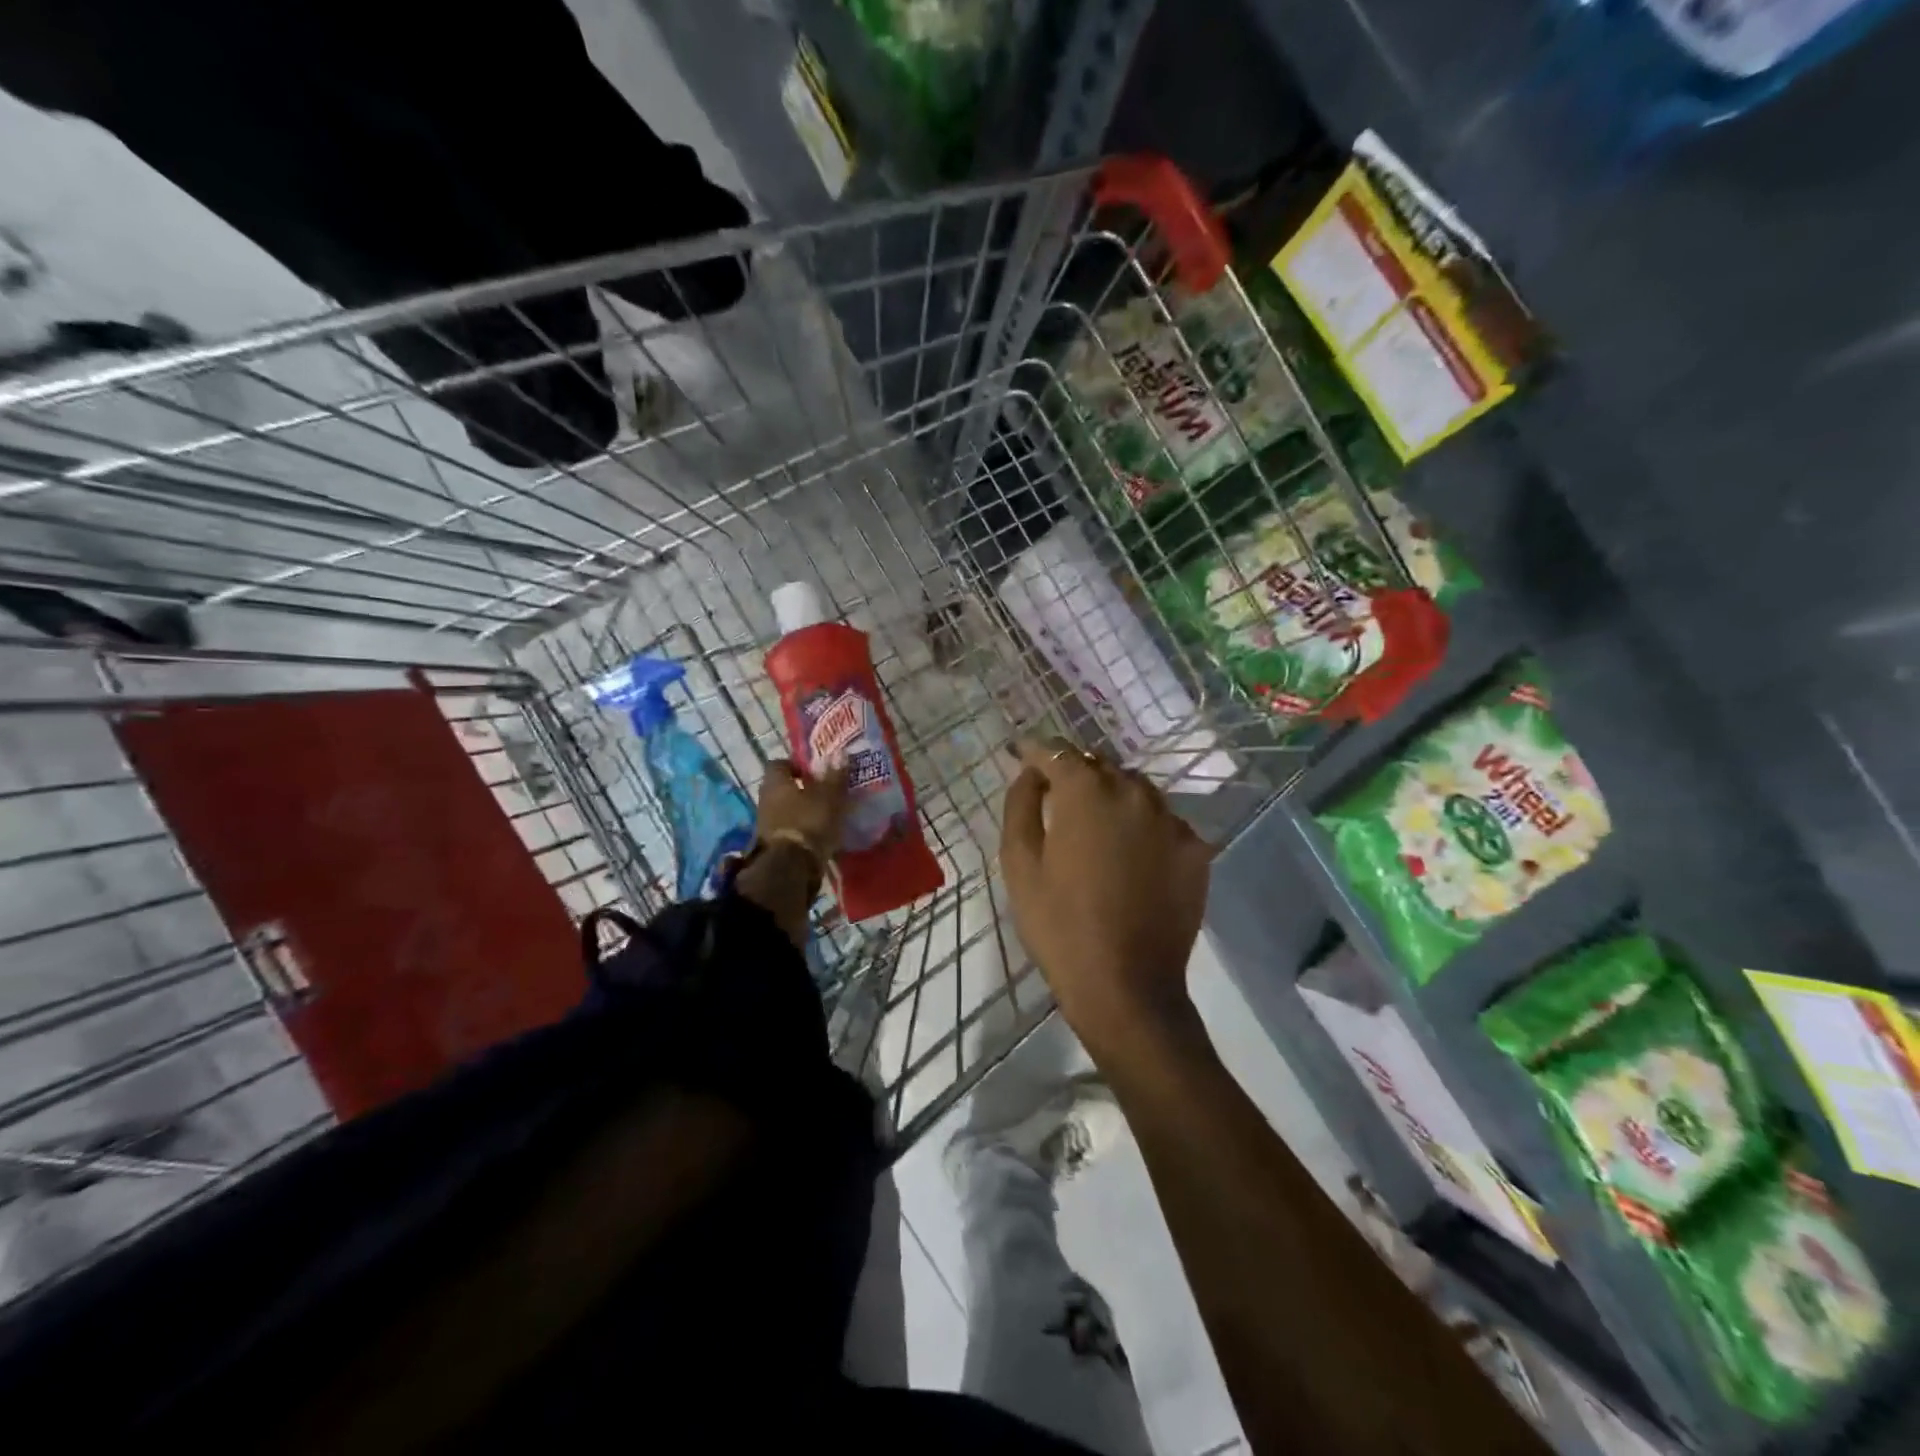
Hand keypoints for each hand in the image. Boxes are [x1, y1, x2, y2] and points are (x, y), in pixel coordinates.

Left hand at [755, 758, 848, 863]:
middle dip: (801, 789)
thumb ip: (835, 776)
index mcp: (775, 782)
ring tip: (824, 814)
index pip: (779, 764)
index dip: (796, 765)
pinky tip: (818, 833)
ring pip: (785, 809)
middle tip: (824, 792)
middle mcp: (765, 799)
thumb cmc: (809, 822)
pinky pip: (787, 829)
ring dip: (801, 810)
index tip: (815, 772)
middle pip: (782, 788)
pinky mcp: (771, 844)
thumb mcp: (829, 797)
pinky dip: (800, 828)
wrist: (791, 866)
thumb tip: (841, 755)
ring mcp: (765, 823)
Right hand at [1000, 738, 1213, 1059]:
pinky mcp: (1196, 849)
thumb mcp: (1019, 864)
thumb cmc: (1059, 925)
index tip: (1022, 756)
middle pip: (1099, 766)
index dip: (1035, 751)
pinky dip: (1142, 826)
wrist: (1126, 987)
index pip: (1057, 751)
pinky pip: (1162, 821)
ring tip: (1095, 828)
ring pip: (1135, 790)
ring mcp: (1172, 820)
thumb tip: (1031, 772)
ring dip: (1111, 797)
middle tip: (1055, 799)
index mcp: (1087, 792)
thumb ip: (1021, 804)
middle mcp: (1134, 792)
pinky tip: (1131, 858)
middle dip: (1074, 775)